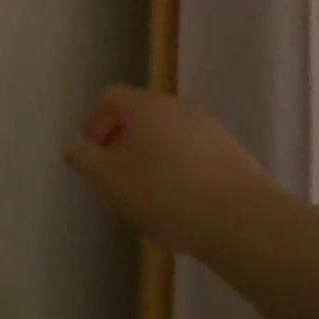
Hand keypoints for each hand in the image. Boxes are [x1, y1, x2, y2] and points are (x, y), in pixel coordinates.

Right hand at [67, 87, 276, 253]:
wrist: (244, 221)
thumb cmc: (165, 193)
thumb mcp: (110, 180)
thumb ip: (85, 160)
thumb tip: (75, 147)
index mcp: (143, 104)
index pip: (110, 97)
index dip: (95, 122)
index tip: (91, 154)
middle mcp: (175, 105)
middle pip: (141, 116)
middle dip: (125, 143)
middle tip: (118, 177)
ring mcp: (209, 128)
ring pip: (170, 137)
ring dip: (155, 159)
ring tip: (151, 199)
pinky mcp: (235, 155)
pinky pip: (196, 156)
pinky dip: (183, 173)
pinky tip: (185, 208)